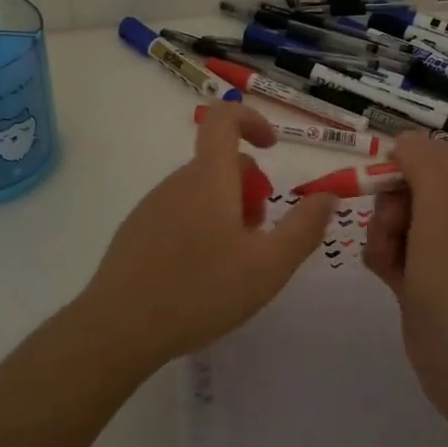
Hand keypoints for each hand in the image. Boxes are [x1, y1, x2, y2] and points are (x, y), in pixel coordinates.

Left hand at [76, 102, 335, 367]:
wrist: (119, 329)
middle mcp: (177, 182)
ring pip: (201, 193)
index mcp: (209, 178)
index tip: (273, 148)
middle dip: (250, 190)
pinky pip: (179, 214)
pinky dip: (201, 229)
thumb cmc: (201, 291)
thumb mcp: (269, 265)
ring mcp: (152, 206)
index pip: (224, 118)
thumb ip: (304, 227)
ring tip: (233, 265)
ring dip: (227, 212)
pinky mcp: (136, 232)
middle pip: (221, 164)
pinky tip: (200, 277)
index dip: (252, 120)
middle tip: (261, 236)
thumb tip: (328, 195)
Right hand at [364, 135, 447, 421]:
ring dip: (383, 232)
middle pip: (414, 187)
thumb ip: (424, 166)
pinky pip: (391, 251)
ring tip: (390, 258)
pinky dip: (383, 257)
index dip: (417, 159)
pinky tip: (386, 277)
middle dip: (393, 201)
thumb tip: (407, 137)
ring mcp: (440, 254)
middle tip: (393, 224)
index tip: (392, 168)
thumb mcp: (443, 212)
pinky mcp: (419, 282)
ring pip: (396, 219)